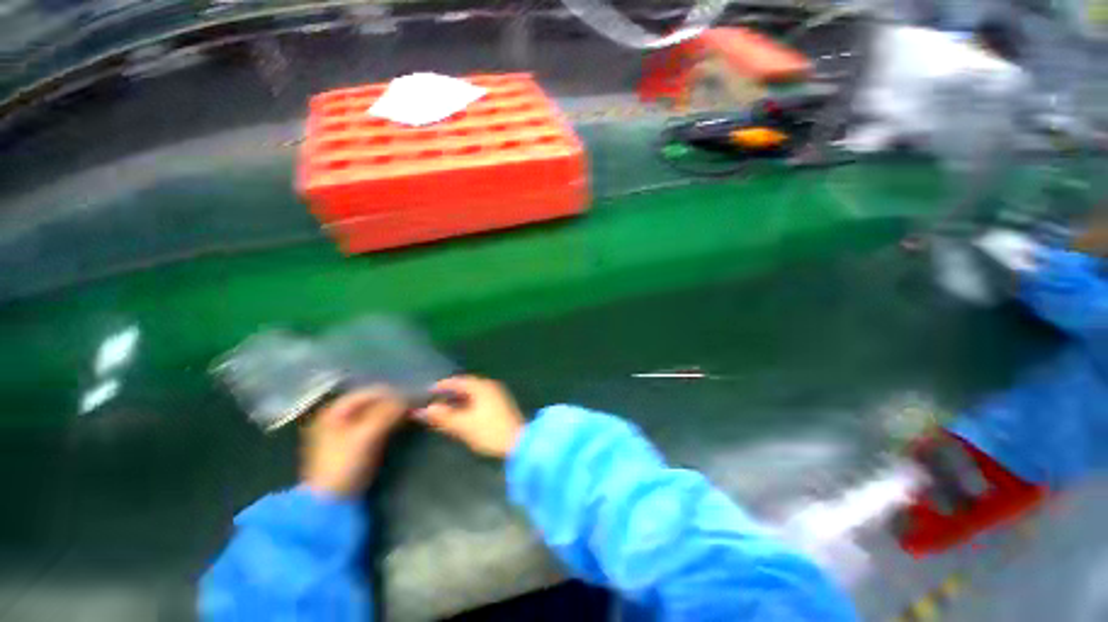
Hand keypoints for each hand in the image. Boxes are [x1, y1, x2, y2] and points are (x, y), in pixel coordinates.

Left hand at [301, 386, 406, 496]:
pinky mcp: (354, 442)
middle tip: (414, 405)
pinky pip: (375, 423)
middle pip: (372, 401)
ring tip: (411, 413)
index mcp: (334, 411)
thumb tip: (408, 398)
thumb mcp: (366, 436)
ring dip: (393, 411)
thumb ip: (387, 414)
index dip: (392, 393)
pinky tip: (401, 423)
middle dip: (393, 401)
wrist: (330, 504)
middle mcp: (338, 415)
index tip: (412, 397)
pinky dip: (389, 421)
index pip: (369, 392)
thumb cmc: (344, 465)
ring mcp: (345, 429)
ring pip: (375, 412)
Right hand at [416, 376, 523, 457]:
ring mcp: (497, 395)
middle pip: (466, 386)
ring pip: (473, 394)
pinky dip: (467, 405)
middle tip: (433, 401)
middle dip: (449, 394)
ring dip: (458, 400)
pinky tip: (460, 415)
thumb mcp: (463, 425)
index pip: (458, 381)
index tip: (427, 391)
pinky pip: (479, 400)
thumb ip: (443, 416)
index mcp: (482, 386)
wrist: (518, 442)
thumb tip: (425, 409)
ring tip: (444, 410)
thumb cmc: (489, 431)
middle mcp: (490, 386)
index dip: (442, 386)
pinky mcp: (501, 405)